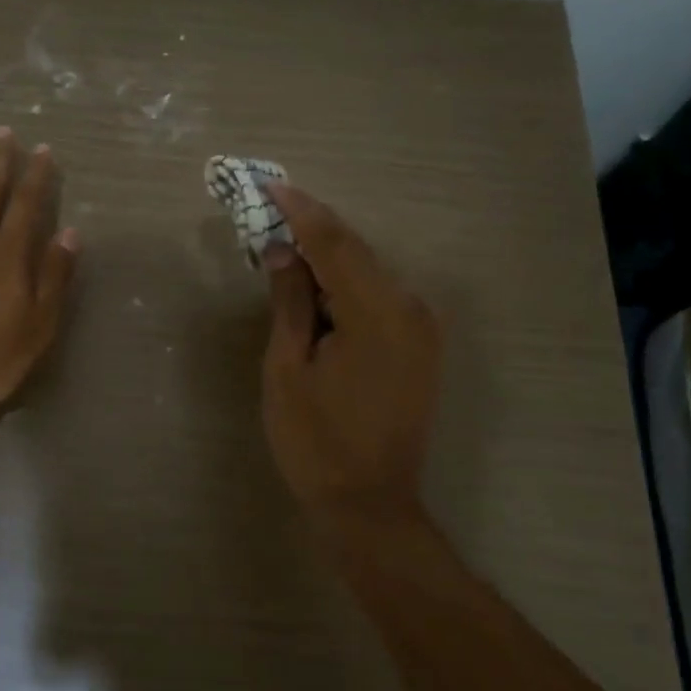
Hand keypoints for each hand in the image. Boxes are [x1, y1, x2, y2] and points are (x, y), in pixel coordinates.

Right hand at [260, 183, 441, 521]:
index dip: (299, 211)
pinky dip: (345, 282)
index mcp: (377, 313)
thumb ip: (290, 301)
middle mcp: (411, 309)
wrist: (370, 506)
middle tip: (269, 208)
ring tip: (284, 241)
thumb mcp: (288, 368)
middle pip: (355, 251)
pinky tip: (316, 282)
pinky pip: (379, 295)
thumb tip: (281, 250)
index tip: (268, 184)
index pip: (334, 243)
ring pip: (368, 271)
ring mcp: (422, 327)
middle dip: (312, 227)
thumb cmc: (316, 441)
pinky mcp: (420, 345)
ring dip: (328, 255)